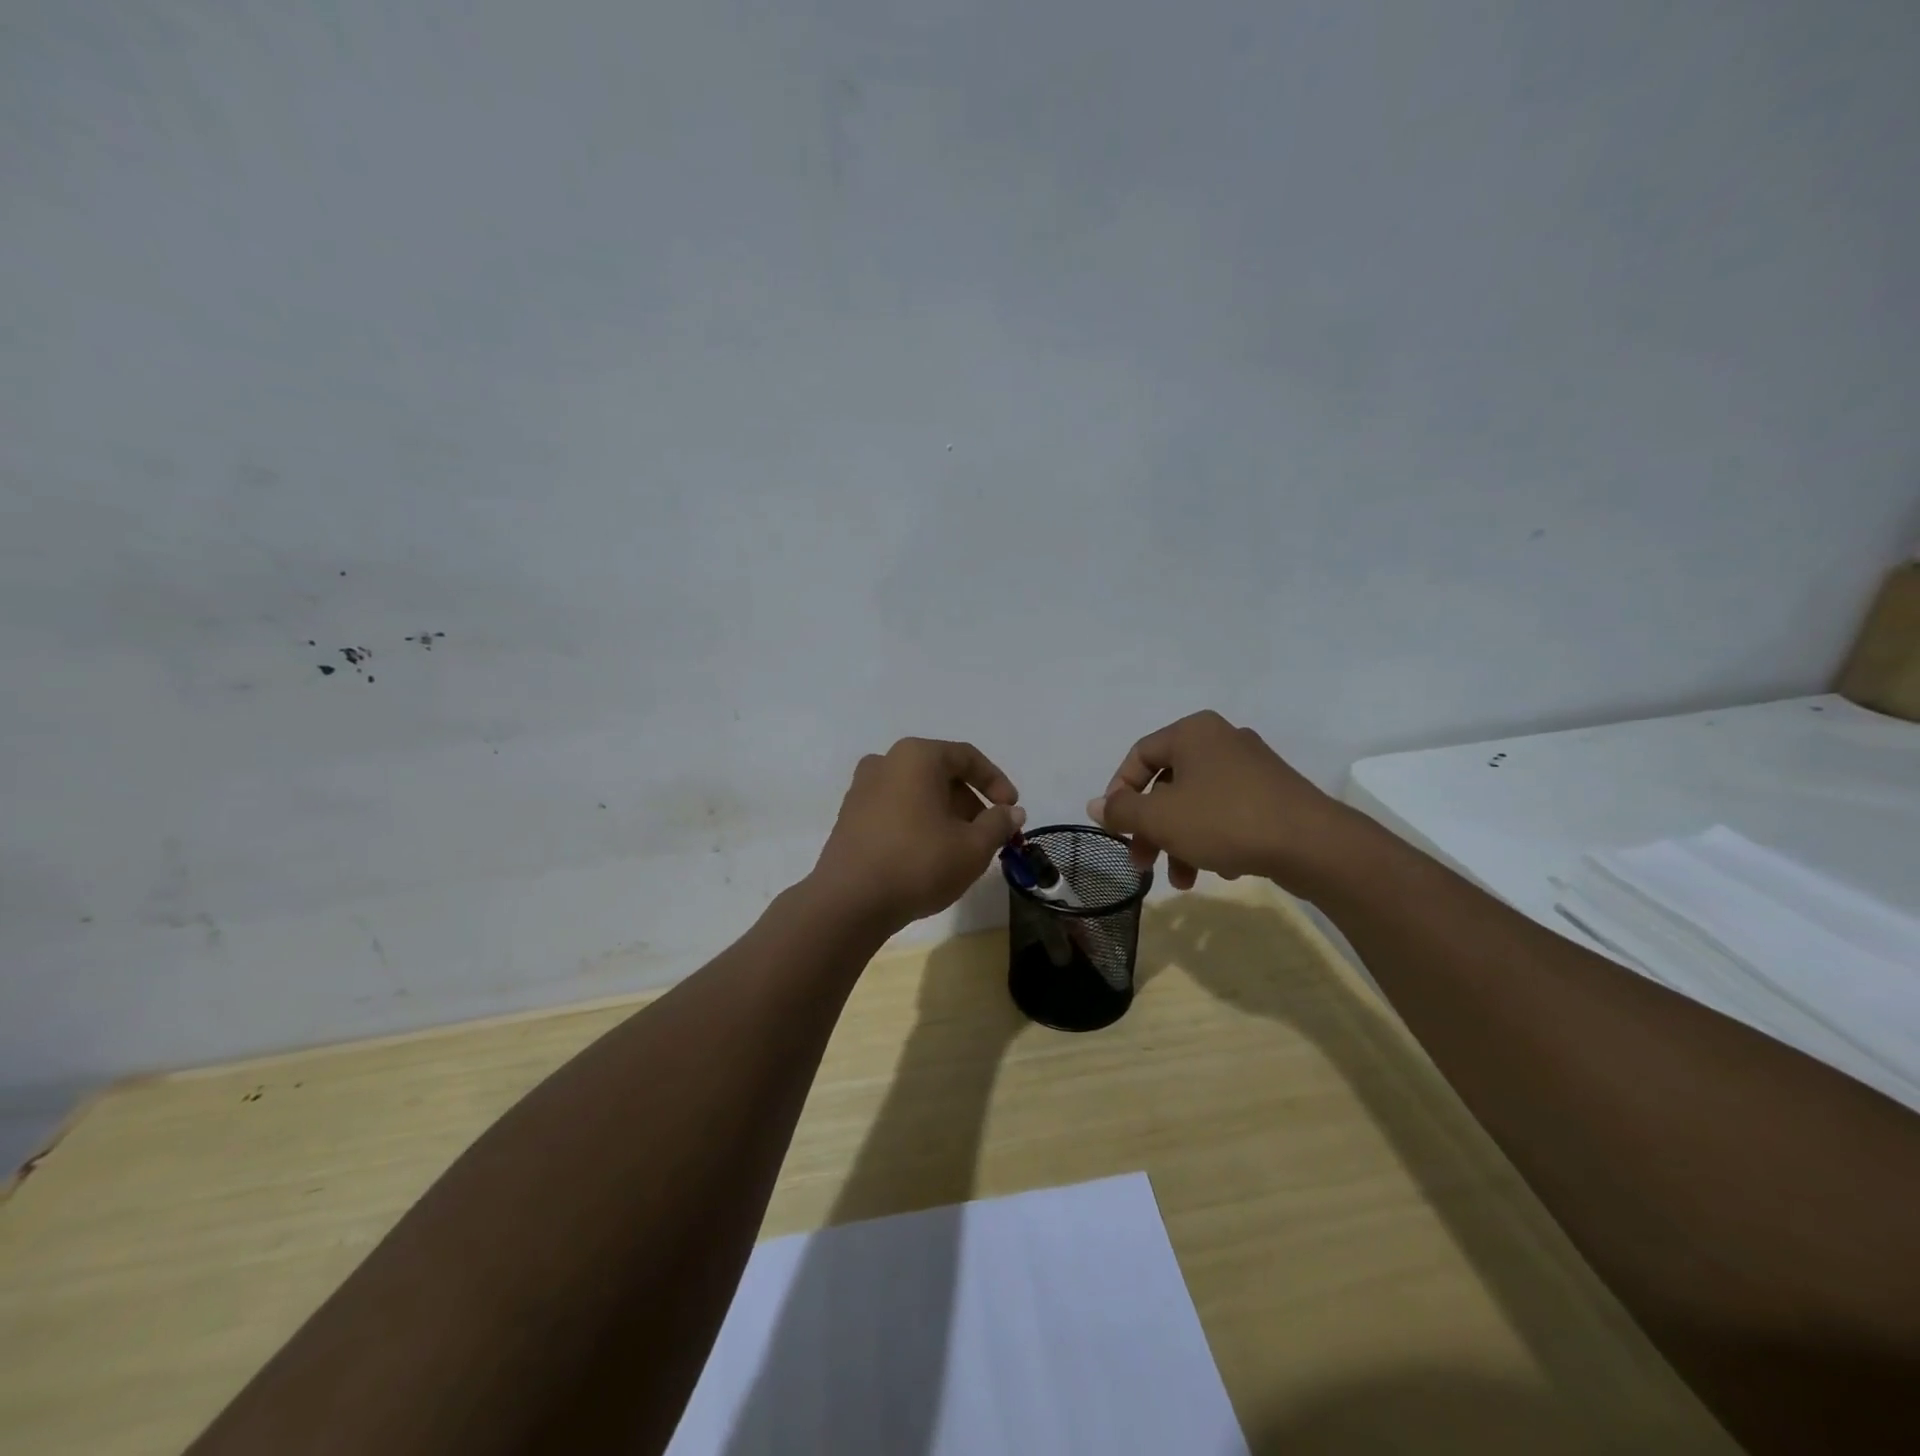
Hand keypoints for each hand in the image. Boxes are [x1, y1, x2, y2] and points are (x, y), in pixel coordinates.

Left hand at [811, 738, 1024, 932]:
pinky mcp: (850, 816)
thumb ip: (998, 824)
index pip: (967, 757)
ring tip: (960, 849)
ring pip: (917, 792)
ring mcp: (862, 788)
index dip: (996, 782)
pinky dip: (918, 822)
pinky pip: (895, 808)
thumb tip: (1011, 812)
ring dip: (945, 814)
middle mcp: (886, 762)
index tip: (1011, 809)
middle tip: (988, 835)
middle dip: (970, 802)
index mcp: (916, 756)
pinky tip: (928, 855)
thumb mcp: (972, 847)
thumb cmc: (918, 863)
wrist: (849, 902)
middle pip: (940, 774)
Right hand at [1086, 710, 1357, 893]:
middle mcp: (1221, 740)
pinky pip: (1227, 813)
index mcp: (1192, 732)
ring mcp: (1251, 766)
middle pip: (1167, 784)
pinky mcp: (1273, 794)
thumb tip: (1095, 805)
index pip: (1139, 756)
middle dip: (1151, 828)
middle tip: (1142, 863)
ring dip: (1180, 842)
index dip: (1119, 793)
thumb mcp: (1160, 818)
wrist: (1313, 844)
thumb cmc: (1225, 820)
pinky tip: (1218, 870)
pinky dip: (1212, 840)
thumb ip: (1122, 811)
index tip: (1115, 828)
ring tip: (1182, 881)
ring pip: (1196, 804)